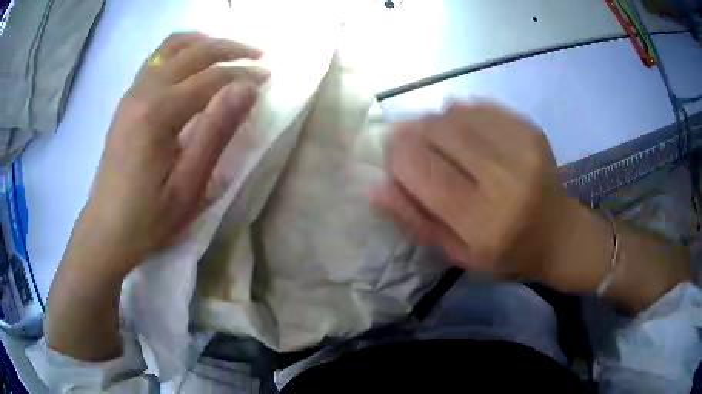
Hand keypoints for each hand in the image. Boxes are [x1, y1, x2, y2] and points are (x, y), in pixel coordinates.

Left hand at [47, 33, 268, 360]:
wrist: (105, 230)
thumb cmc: (147, 218)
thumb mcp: (188, 186)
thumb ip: (216, 132)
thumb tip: (246, 89)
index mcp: (157, 114)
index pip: (210, 78)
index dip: (243, 74)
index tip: (269, 77)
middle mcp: (143, 92)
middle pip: (193, 52)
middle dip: (230, 49)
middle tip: (258, 56)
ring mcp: (132, 93)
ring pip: (172, 47)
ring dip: (205, 43)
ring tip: (229, 52)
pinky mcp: (127, 101)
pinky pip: (157, 59)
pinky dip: (182, 51)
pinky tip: (195, 63)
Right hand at [371, 103, 571, 282]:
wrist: (560, 234)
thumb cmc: (507, 253)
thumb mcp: (457, 254)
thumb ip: (415, 220)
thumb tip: (375, 186)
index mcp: (483, 220)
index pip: (420, 169)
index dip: (396, 156)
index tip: (392, 158)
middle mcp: (504, 178)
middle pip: (436, 132)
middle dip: (411, 133)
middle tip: (410, 145)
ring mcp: (521, 147)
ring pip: (454, 114)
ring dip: (434, 123)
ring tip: (439, 142)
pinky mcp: (530, 128)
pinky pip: (478, 107)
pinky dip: (460, 115)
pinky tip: (463, 132)